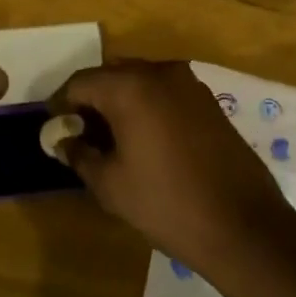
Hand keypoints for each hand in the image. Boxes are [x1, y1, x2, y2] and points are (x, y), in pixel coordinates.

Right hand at [47, 59, 293, 268]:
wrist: (241, 224)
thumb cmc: (165, 203)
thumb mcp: (109, 184)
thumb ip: (79, 154)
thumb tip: (62, 140)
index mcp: (129, 86)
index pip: (80, 83)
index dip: (61, 105)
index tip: (54, 130)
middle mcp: (160, 72)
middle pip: (111, 76)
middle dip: (91, 101)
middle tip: (80, 136)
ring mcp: (189, 84)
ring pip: (140, 82)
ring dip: (120, 103)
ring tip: (111, 141)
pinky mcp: (209, 101)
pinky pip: (165, 93)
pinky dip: (147, 107)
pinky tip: (144, 141)